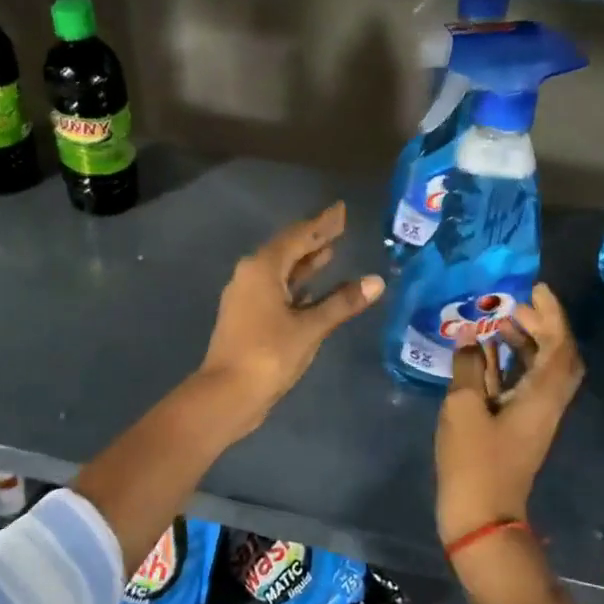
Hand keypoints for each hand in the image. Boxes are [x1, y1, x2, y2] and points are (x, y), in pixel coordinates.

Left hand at [197, 202, 384, 433]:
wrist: (227, 393)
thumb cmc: (269, 354)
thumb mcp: (310, 327)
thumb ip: (342, 303)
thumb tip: (375, 282)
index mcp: (262, 268)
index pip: (298, 236)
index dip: (322, 223)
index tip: (340, 209)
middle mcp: (250, 274)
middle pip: (286, 249)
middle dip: (313, 239)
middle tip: (339, 226)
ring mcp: (246, 296)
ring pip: (280, 270)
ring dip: (304, 262)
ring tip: (330, 250)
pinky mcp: (247, 315)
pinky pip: (275, 288)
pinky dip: (296, 284)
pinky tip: (313, 288)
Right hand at [435, 283, 583, 545]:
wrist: (480, 515)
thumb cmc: (474, 460)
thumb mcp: (463, 408)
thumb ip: (467, 367)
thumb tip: (467, 336)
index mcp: (542, 395)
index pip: (560, 346)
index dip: (552, 315)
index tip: (535, 289)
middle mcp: (546, 402)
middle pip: (557, 356)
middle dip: (541, 325)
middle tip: (512, 304)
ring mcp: (532, 416)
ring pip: (539, 369)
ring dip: (524, 342)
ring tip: (495, 321)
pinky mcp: (516, 426)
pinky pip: (521, 384)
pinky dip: (508, 363)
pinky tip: (483, 353)